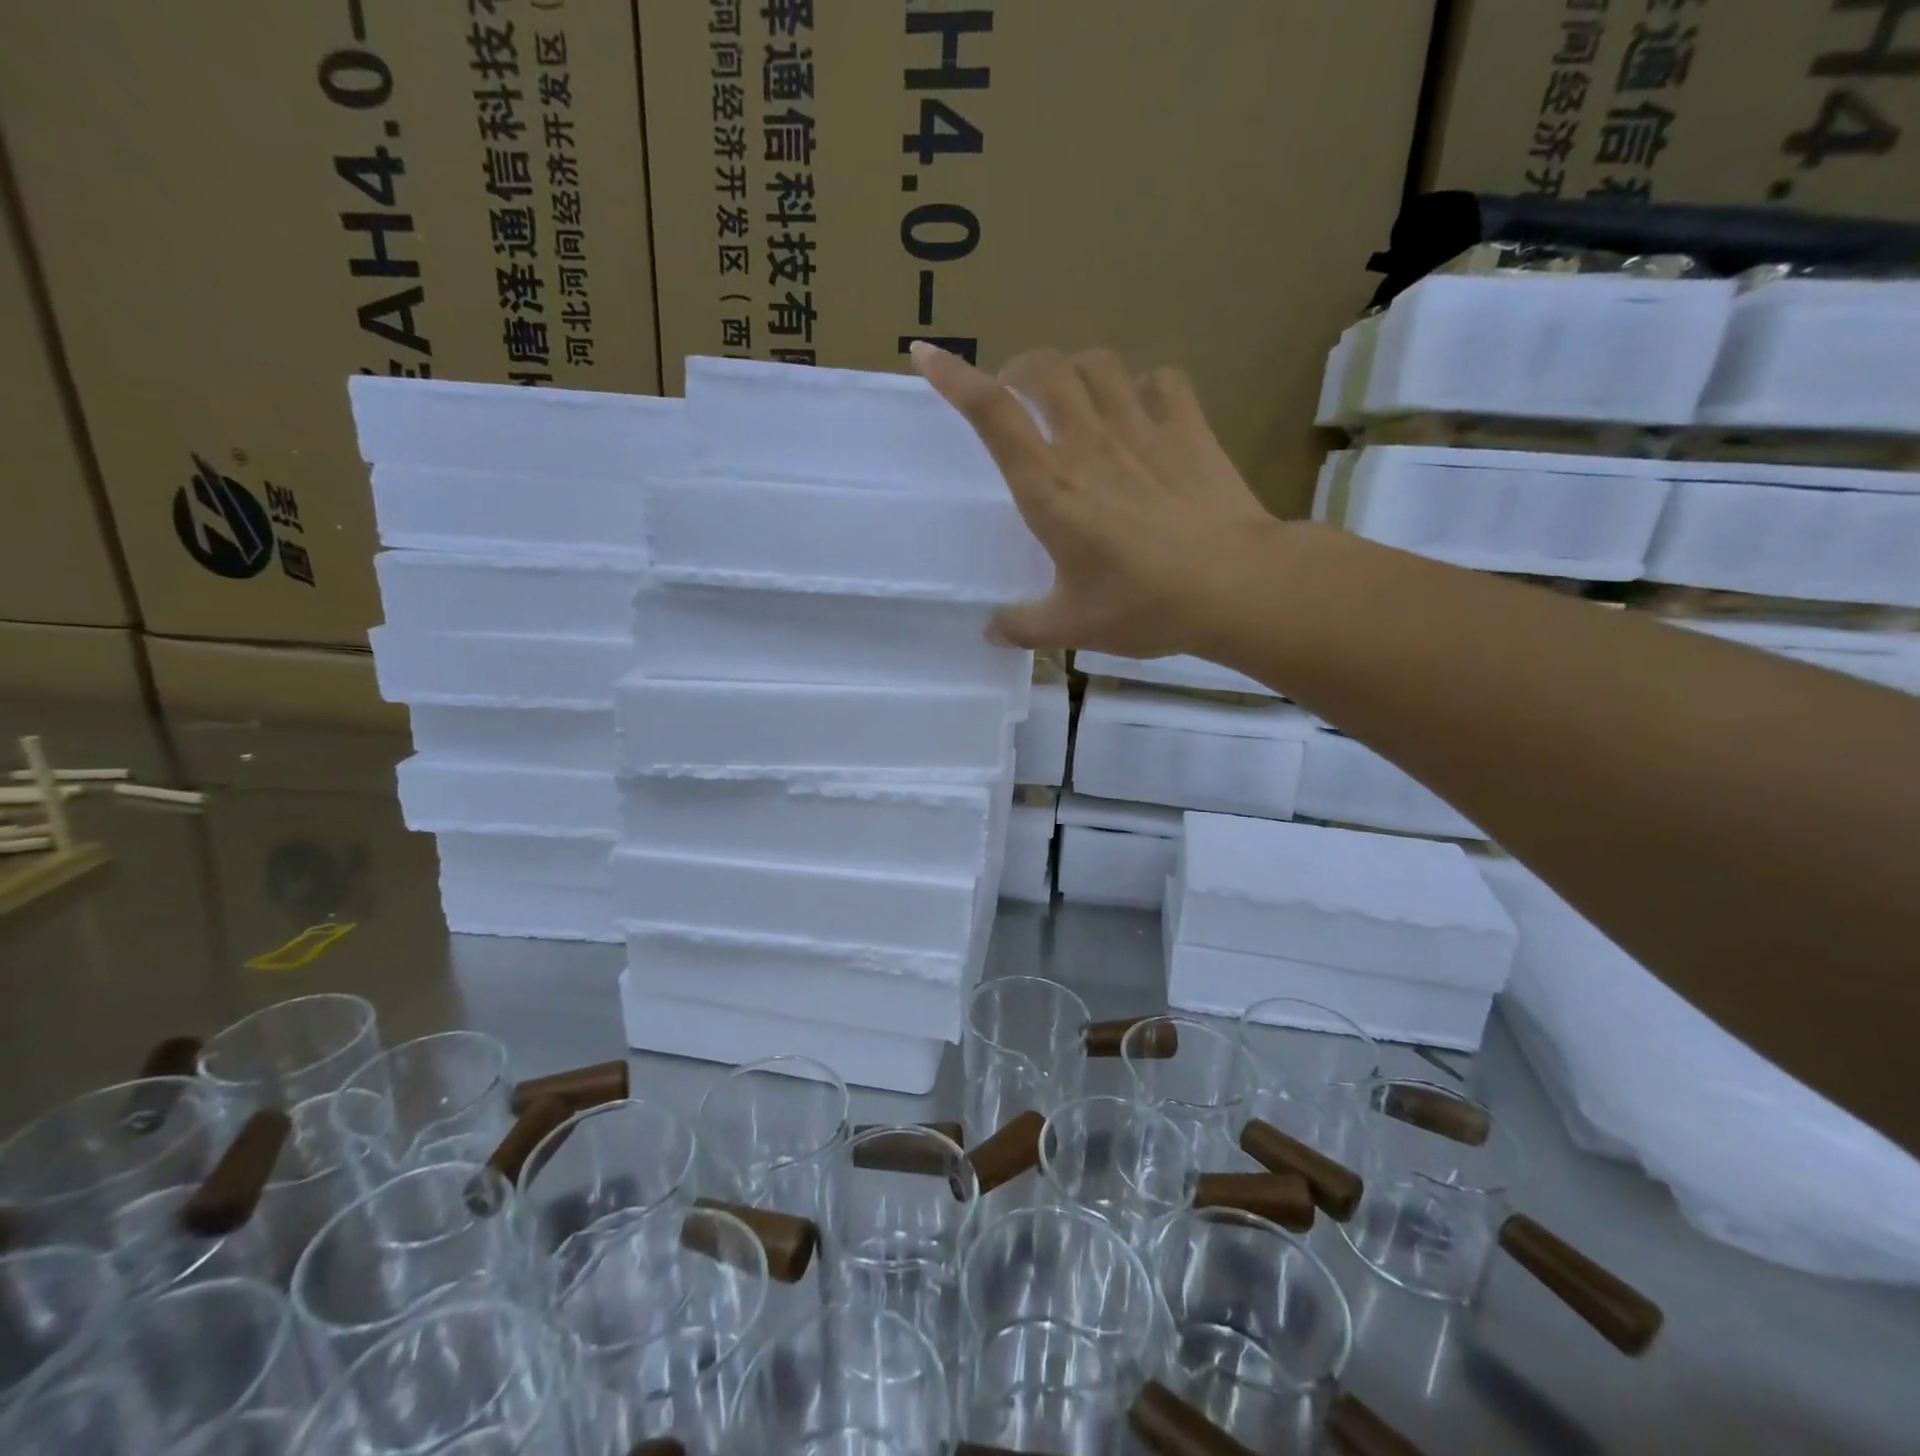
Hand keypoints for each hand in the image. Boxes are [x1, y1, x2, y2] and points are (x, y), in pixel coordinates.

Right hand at [911, 343, 1282, 657]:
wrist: (1235, 585)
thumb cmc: (1143, 605)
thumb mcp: (1072, 627)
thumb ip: (1023, 626)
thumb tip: (990, 632)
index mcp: (1050, 488)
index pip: (992, 415)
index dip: (954, 378)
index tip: (925, 354)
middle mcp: (1089, 443)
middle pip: (1044, 369)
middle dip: (1019, 369)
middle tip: (1016, 396)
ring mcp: (1143, 428)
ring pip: (1098, 364)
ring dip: (1075, 370)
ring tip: (1072, 396)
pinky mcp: (1189, 427)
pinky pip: (1160, 380)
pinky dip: (1142, 384)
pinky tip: (1141, 407)